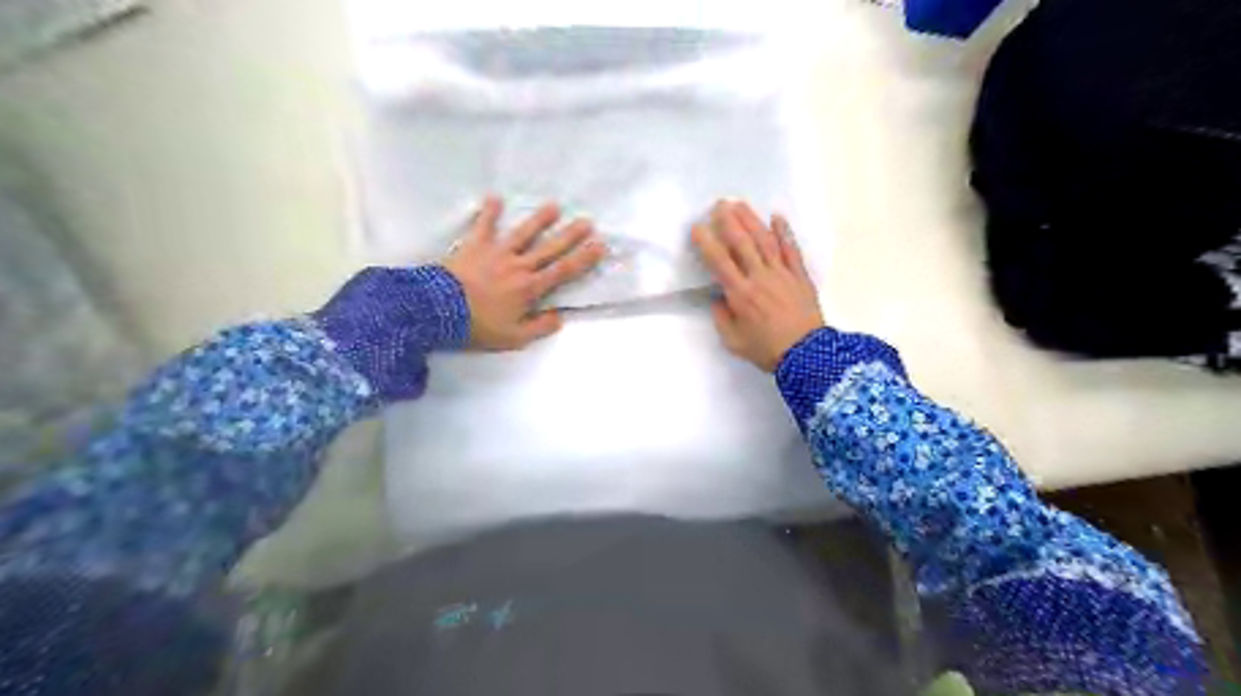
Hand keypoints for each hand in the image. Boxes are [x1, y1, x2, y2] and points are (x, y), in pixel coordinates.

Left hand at [446, 196, 607, 350]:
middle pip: (549, 248)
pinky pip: (483, 226)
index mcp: (530, 288)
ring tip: (554, 206)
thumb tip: (560, 317)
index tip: (600, 246)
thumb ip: (539, 327)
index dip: (584, 259)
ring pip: (523, 233)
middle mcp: (518, 266)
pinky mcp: (474, 246)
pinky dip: (489, 212)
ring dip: (539, 219)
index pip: (563, 271)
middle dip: (570, 235)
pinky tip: (495, 197)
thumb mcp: (513, 337)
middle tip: (587, 221)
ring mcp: (496, 253)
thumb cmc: (478, 326)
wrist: (438, 311)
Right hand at [697, 197, 821, 371]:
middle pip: (742, 243)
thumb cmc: (767, 350)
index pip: (719, 261)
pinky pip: (791, 250)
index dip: (707, 242)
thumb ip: (722, 318)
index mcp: (740, 294)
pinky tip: (776, 217)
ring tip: (740, 204)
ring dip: (751, 220)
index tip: (697, 227)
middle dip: (729, 221)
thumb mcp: (734, 341)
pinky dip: (784, 232)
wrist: (807, 355)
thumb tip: (719, 299)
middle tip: (719, 204)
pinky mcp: (800, 276)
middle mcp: (759, 277)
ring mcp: (782, 274)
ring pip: (765, 241)